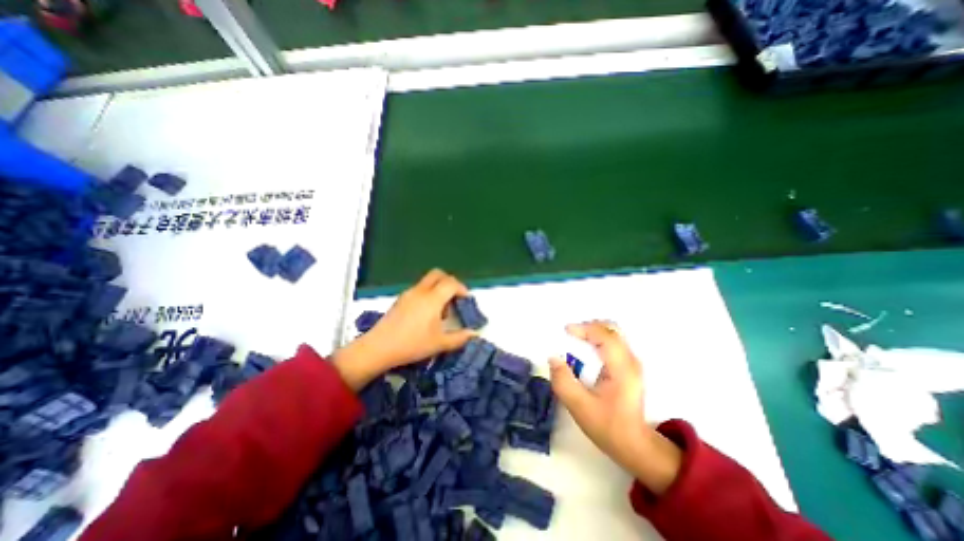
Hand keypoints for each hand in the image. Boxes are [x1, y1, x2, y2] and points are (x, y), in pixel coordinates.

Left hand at [335, 269, 477, 389]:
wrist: (378, 348)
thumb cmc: (412, 344)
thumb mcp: (439, 344)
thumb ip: (459, 338)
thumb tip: (474, 334)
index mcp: (432, 299)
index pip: (451, 283)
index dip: (462, 289)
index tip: (466, 300)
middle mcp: (421, 291)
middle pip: (438, 274)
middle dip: (450, 282)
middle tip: (455, 298)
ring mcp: (408, 294)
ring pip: (428, 281)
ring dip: (438, 288)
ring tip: (441, 310)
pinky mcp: (400, 299)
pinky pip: (419, 288)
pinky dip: (428, 293)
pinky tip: (426, 314)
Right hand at [549, 322, 684, 494]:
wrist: (634, 445)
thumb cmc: (608, 426)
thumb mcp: (579, 407)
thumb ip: (563, 381)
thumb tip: (553, 358)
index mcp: (622, 369)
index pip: (605, 336)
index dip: (584, 328)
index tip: (565, 331)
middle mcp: (631, 360)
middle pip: (612, 329)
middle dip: (589, 326)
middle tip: (570, 334)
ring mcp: (632, 362)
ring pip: (613, 333)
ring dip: (593, 331)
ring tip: (576, 339)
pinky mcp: (629, 366)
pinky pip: (613, 341)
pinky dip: (598, 338)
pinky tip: (586, 349)